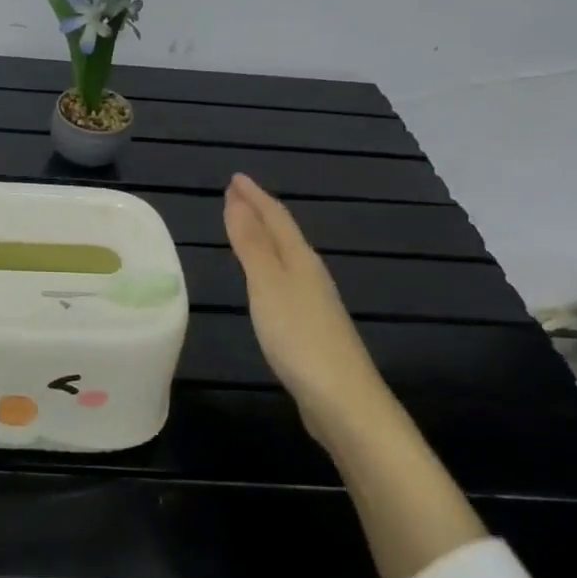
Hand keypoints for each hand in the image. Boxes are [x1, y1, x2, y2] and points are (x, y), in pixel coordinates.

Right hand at [223, 173, 397, 441]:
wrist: (342, 399)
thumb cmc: (299, 336)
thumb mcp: (267, 285)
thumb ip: (251, 244)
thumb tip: (236, 200)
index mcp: (300, 260)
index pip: (276, 218)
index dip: (255, 197)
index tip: (235, 178)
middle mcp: (310, 274)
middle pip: (284, 234)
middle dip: (260, 212)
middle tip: (236, 196)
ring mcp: (314, 302)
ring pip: (287, 258)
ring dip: (265, 239)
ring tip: (246, 229)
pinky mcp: (311, 328)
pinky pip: (285, 282)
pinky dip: (269, 268)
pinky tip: (265, 281)